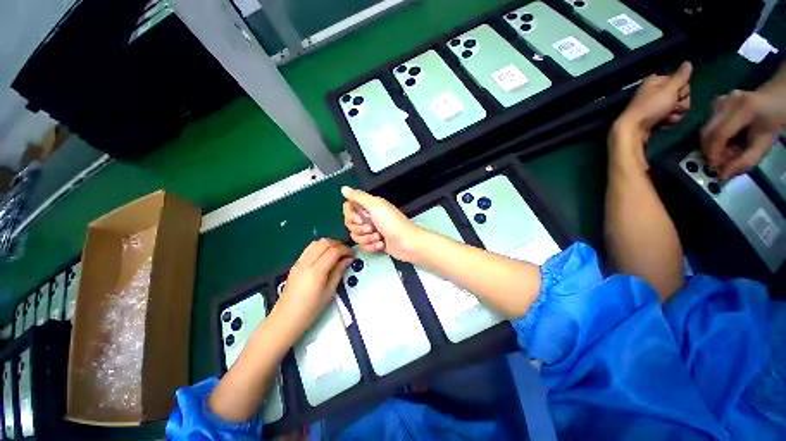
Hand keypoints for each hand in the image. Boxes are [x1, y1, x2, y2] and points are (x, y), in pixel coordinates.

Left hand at [275, 239, 352, 333]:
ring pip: (316, 242)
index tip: (352, 255)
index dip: (346, 250)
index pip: (334, 251)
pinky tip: (326, 256)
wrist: (286, 318)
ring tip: (337, 253)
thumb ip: (339, 271)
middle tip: (346, 253)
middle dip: (338, 244)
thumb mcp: (329, 291)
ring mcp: (299, 262)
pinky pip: (310, 248)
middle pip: (324, 243)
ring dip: (329, 244)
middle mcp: (306, 263)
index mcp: (316, 271)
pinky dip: (320, 247)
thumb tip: (348, 259)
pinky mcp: (295, 264)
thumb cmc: (310, 309)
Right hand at [341, 186, 423, 261]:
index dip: (351, 215)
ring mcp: (372, 230)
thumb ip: (358, 196)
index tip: (360, 218)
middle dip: (359, 228)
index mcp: (370, 206)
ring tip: (378, 237)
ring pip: (356, 236)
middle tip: (371, 227)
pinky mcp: (374, 242)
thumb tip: (344, 188)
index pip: (349, 208)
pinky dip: (372, 246)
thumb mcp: (375, 206)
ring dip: (367, 238)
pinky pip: (363, 245)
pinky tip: (381, 244)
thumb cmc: (393, 224)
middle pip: (350, 223)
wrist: (406, 243)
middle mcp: (370, 217)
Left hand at [615, 61, 692, 138]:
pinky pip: (669, 118)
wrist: (633, 128)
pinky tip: (662, 124)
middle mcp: (654, 91)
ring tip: (665, 117)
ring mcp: (654, 106)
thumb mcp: (669, 89)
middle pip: (680, 95)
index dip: (683, 89)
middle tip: (671, 107)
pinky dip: (668, 121)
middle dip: (680, 103)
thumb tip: (688, 62)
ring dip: (675, 113)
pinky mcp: (653, 118)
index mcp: (656, 81)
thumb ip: (681, 77)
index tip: (677, 94)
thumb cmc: (652, 106)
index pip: (682, 81)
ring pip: (677, 108)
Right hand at [701, 88, 785, 179]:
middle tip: (723, 160)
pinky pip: (708, 124)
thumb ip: (745, 160)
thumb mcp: (764, 144)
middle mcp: (727, 102)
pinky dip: (713, 135)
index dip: (714, 153)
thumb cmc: (773, 122)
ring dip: (712, 144)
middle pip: (707, 132)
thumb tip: (723, 175)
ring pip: (705, 129)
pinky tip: (725, 138)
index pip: (719, 134)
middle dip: (711, 150)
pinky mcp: (715, 102)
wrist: (775, 98)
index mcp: (743, 109)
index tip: (717, 168)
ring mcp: (719, 100)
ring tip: (727, 149)